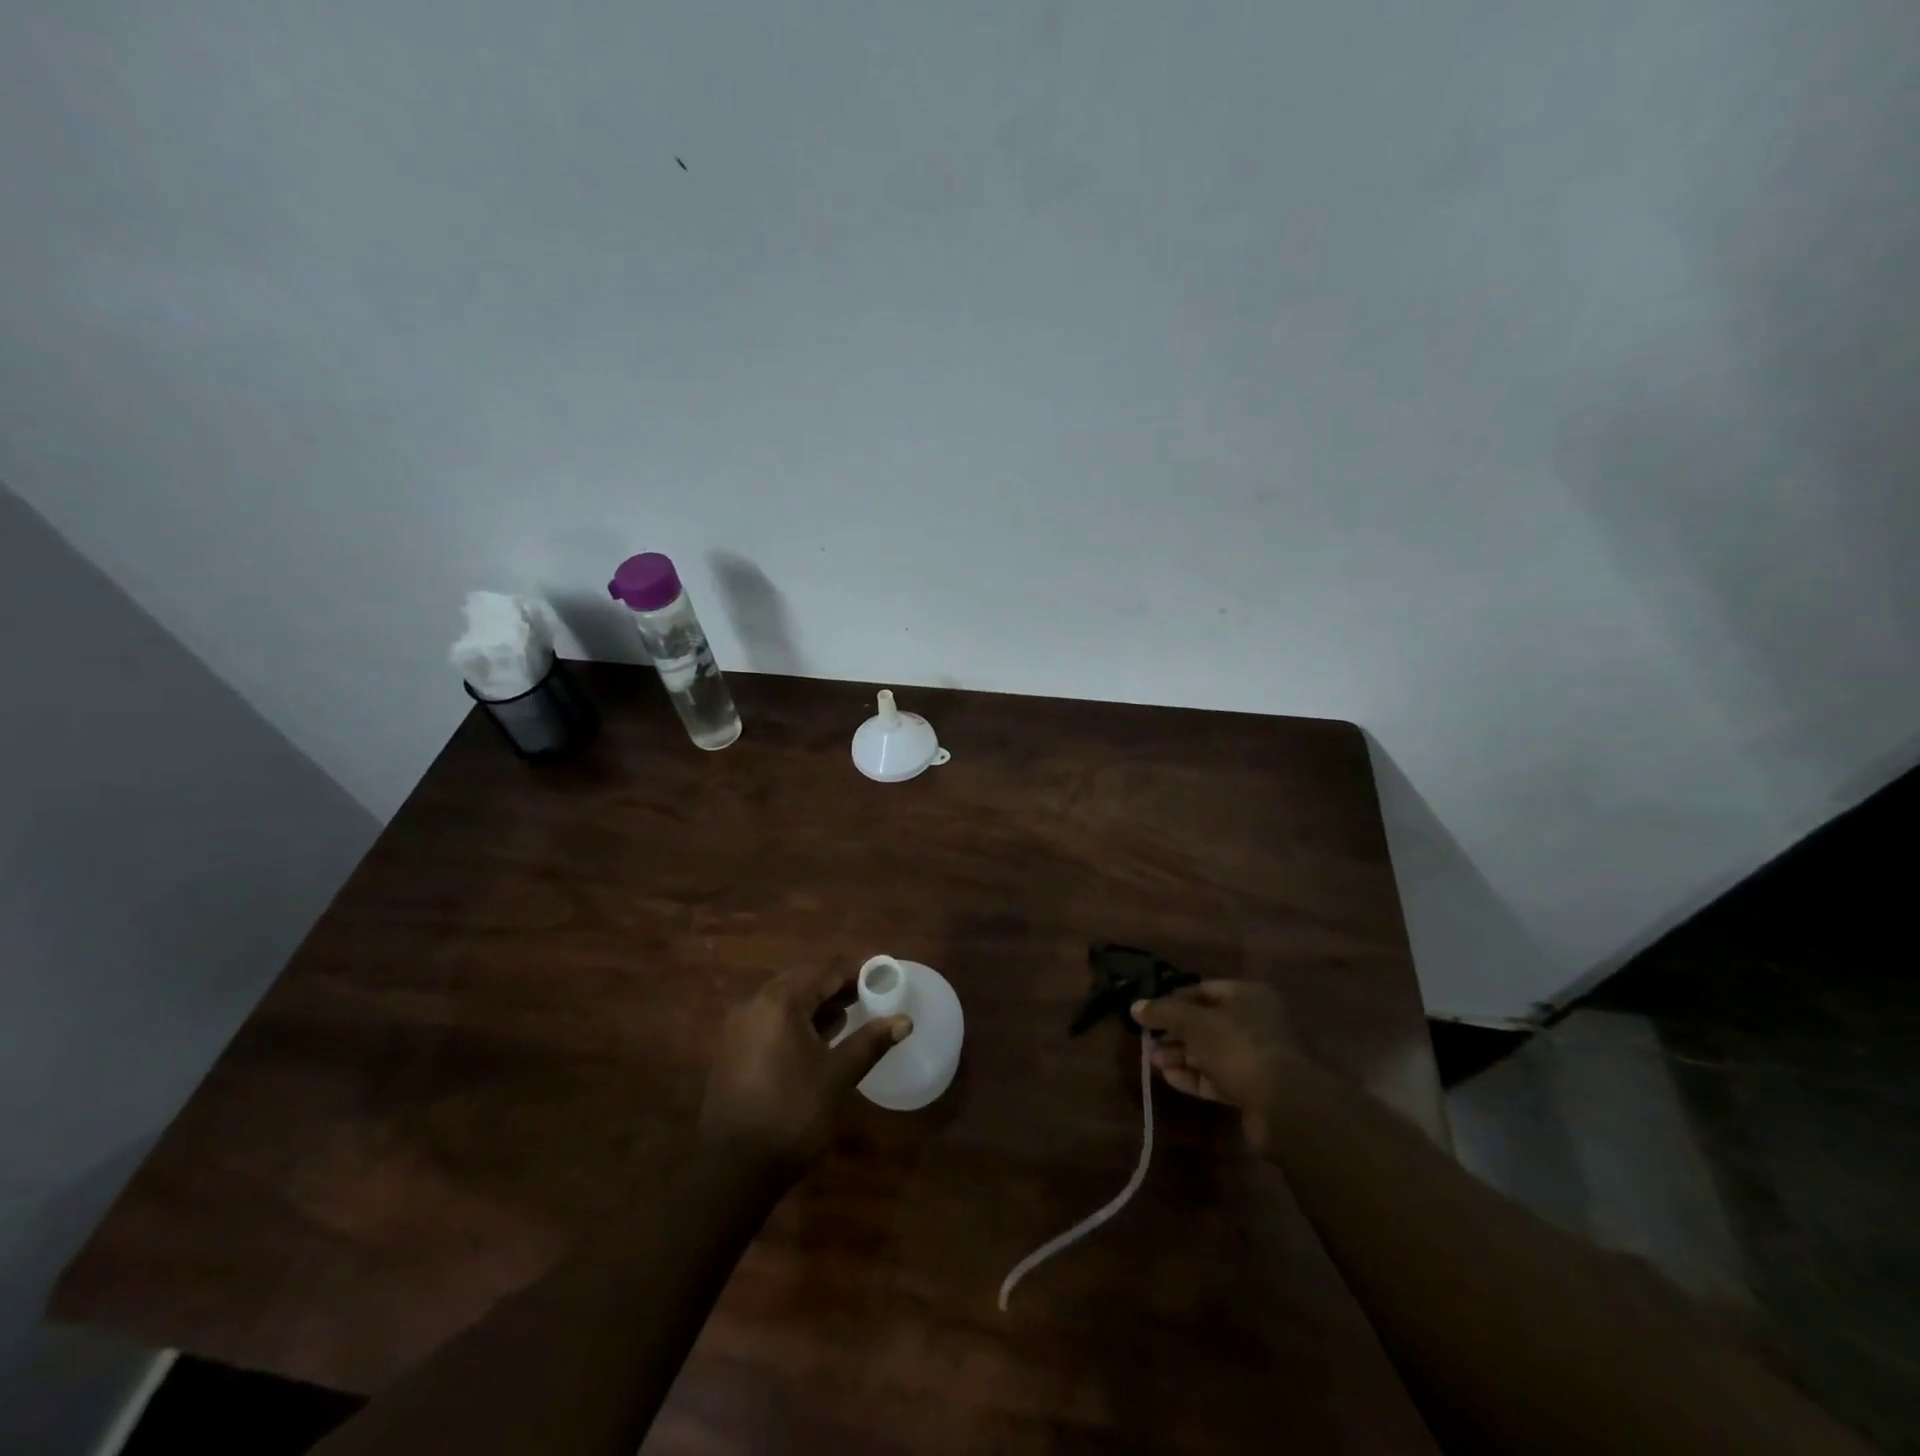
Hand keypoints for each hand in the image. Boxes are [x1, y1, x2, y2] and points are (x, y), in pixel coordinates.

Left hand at [699, 965, 910, 1178]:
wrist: (733, 1171)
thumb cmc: (792, 1114)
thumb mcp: (837, 1076)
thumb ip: (870, 1042)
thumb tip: (904, 1020)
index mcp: (779, 1002)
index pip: (826, 971)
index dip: (857, 972)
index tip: (883, 976)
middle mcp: (754, 1004)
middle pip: (803, 980)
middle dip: (837, 986)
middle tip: (869, 995)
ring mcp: (739, 1027)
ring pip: (785, 1001)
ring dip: (816, 1004)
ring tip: (850, 1015)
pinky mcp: (733, 1050)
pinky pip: (770, 1020)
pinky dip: (796, 1021)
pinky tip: (818, 1040)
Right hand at [1132, 980, 1311, 1152]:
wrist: (1286, 1106)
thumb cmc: (1239, 1047)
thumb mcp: (1195, 1023)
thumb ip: (1164, 1012)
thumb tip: (1135, 1006)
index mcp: (1248, 996)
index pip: (1204, 990)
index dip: (1174, 999)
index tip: (1149, 1012)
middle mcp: (1256, 1022)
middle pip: (1206, 1023)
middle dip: (1175, 1033)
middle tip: (1147, 1042)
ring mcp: (1257, 1057)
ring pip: (1211, 1052)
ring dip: (1181, 1056)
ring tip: (1153, 1062)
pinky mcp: (1255, 1089)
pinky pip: (1219, 1077)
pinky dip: (1195, 1077)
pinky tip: (1171, 1079)